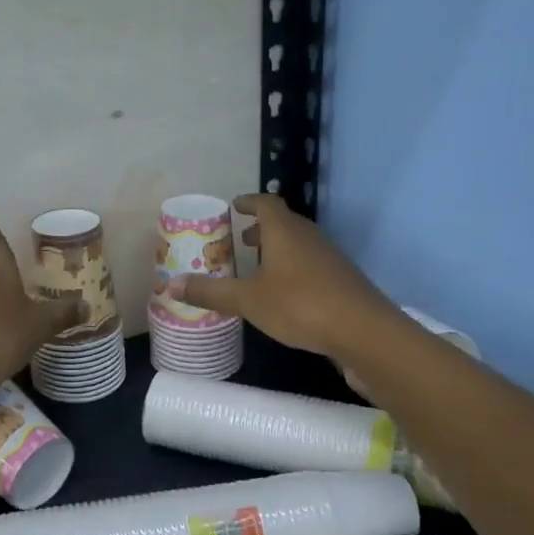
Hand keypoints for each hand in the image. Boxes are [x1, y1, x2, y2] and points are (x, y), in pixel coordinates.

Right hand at [165, 193, 395, 361]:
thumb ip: (210, 292)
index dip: (249, 202)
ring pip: (299, 246)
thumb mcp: (248, 300)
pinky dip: (293, 270)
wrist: (363, 331)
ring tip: (258, 269)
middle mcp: (309, 237)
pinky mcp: (342, 282)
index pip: (266, 203)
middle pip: (284, 223)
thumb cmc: (300, 305)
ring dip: (278, 251)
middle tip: (240, 242)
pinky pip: (311, 266)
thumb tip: (170, 286)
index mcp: (285, 232)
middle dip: (261, 230)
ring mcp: (330, 259)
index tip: (234, 207)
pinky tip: (284, 295)